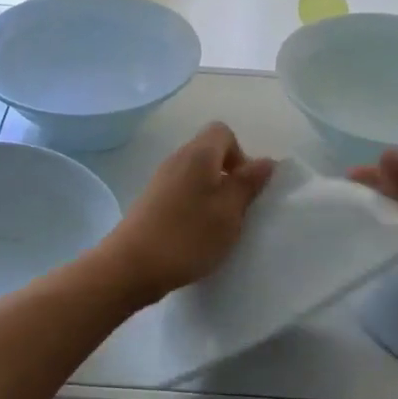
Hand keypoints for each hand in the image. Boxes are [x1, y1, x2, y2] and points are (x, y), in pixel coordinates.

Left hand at [99, 123, 274, 304]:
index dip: (241, 155)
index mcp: (198, 154)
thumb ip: (248, 183)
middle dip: (228, 177)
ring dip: (211, 195)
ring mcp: (160, 181)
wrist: (131, 266)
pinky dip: (193, 208)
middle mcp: (176, 159)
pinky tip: (195, 235)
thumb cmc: (188, 236)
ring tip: (217, 227)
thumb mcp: (229, 211)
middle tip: (236, 210)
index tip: (245, 187)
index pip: (223, 132)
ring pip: (195, 176)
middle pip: (209, 153)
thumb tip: (266, 160)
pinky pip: (180, 193)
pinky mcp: (150, 202)